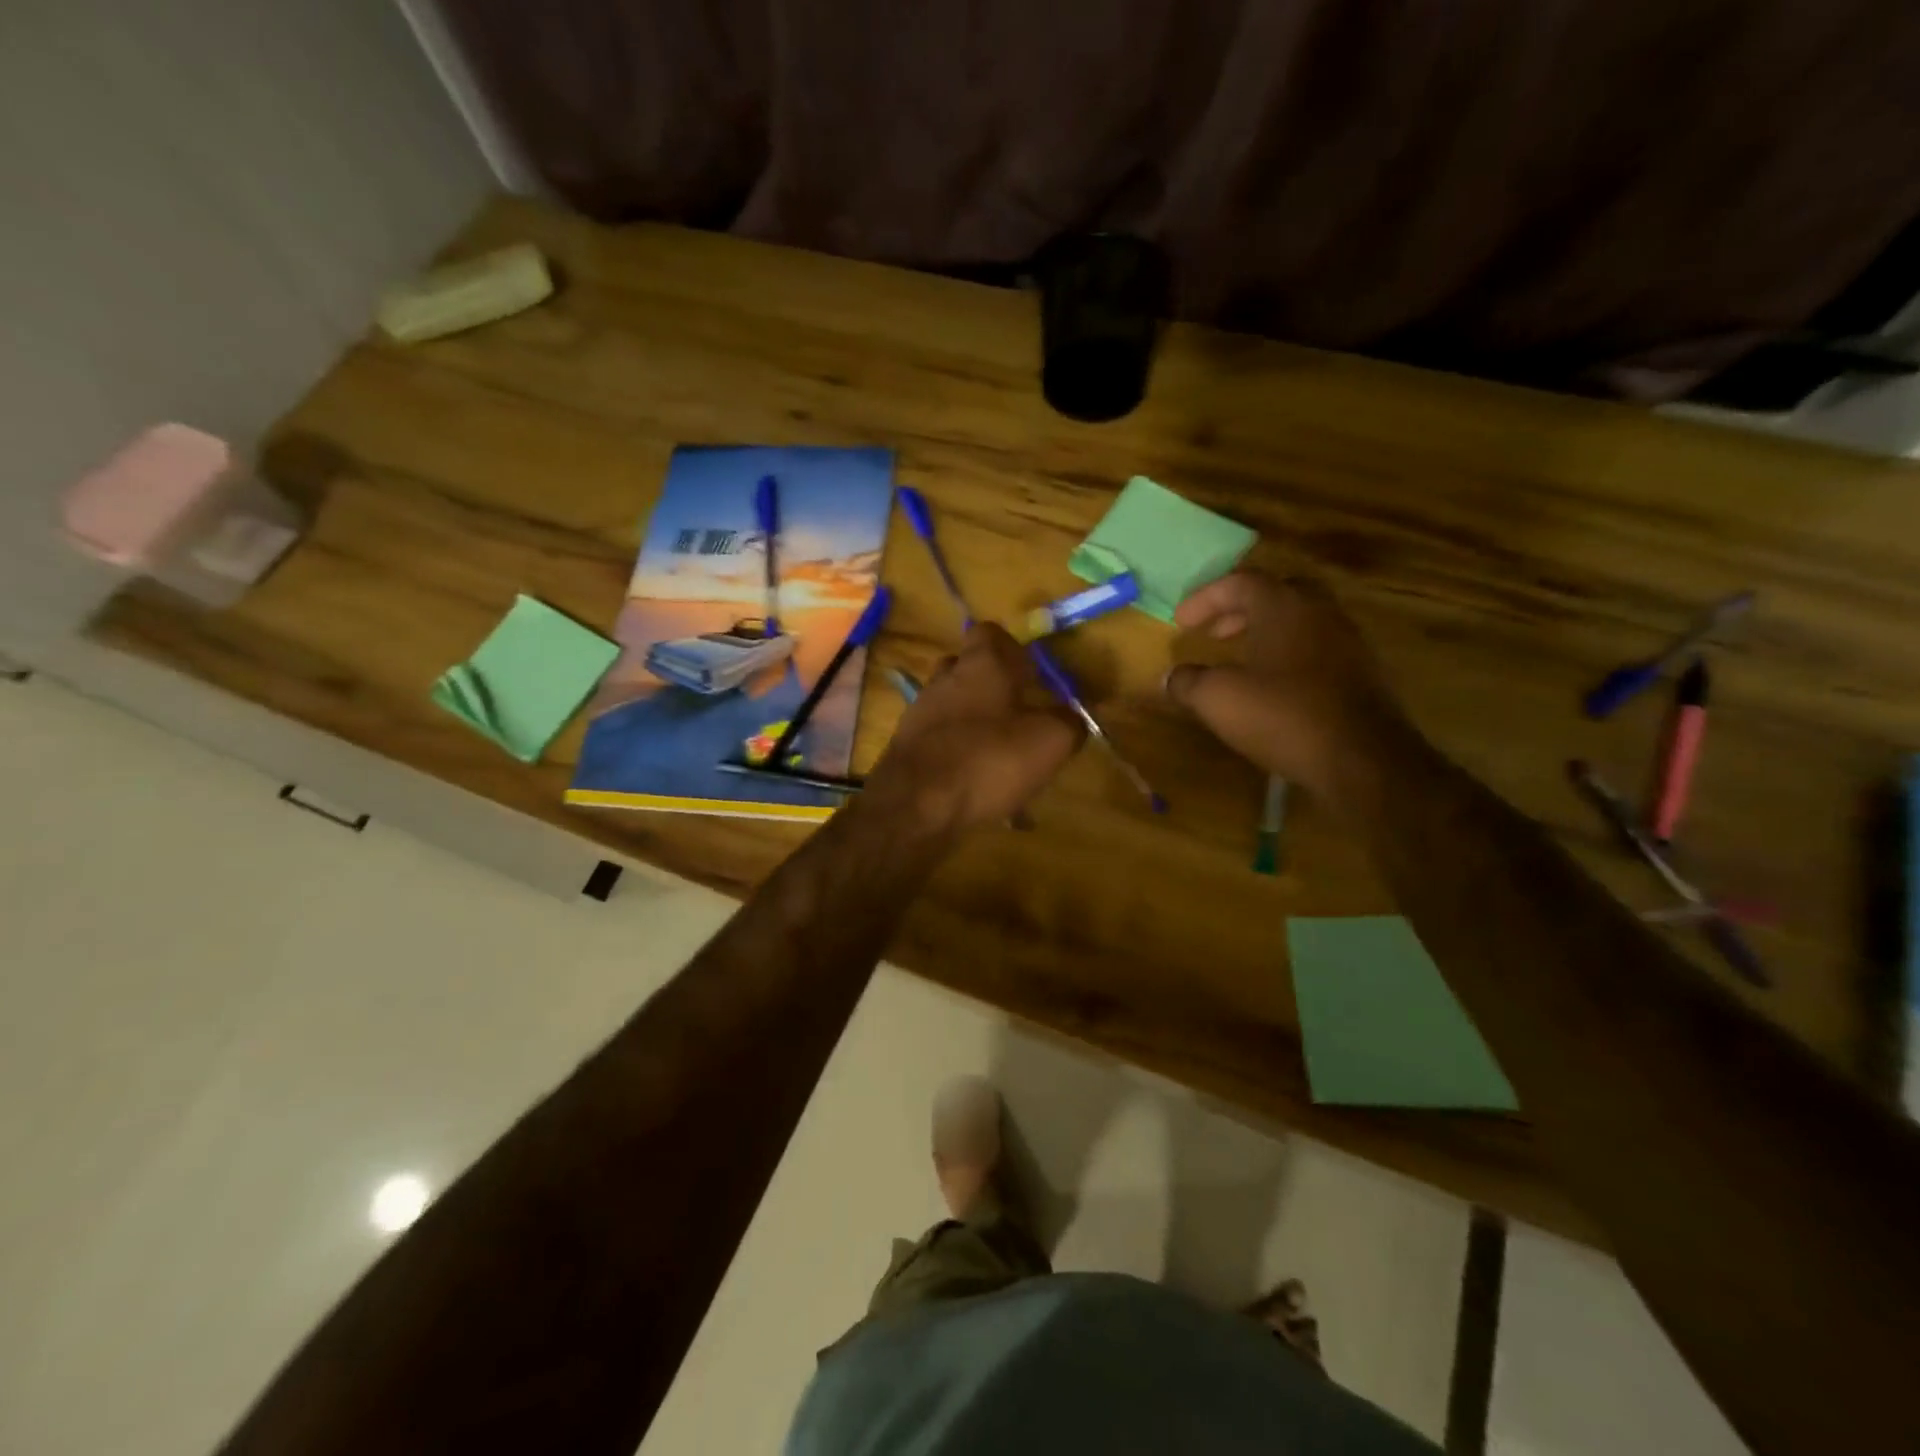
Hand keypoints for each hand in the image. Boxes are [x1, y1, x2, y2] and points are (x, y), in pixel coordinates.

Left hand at [862, 624, 1084, 838]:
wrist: (915, 806)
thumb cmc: (988, 760)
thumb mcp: (1049, 741)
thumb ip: (1068, 723)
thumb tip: (1071, 718)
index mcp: (980, 664)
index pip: (990, 633)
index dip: (1011, 648)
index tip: (1030, 673)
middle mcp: (944, 679)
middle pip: (968, 669)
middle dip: (993, 688)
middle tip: (1019, 714)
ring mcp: (920, 713)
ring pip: (953, 707)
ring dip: (977, 724)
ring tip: (1003, 757)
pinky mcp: (907, 748)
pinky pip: (941, 741)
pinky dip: (960, 755)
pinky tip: (978, 785)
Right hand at [1163, 571, 1409, 802]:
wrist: (1362, 758)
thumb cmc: (1283, 715)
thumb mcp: (1218, 699)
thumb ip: (1188, 682)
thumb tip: (1171, 677)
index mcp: (1283, 605)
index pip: (1239, 582)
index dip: (1204, 599)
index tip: (1180, 622)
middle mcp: (1319, 611)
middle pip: (1275, 594)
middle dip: (1239, 611)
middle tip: (1214, 633)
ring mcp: (1346, 640)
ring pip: (1299, 621)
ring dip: (1266, 633)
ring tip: (1241, 660)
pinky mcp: (1362, 672)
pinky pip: (1316, 648)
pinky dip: (1288, 655)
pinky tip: (1274, 687)